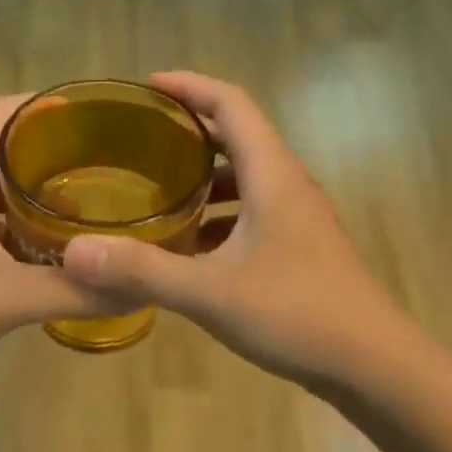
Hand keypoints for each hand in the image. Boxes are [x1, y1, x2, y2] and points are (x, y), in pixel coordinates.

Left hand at [0, 95, 129, 387]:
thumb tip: (138, 289)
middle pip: (1, 150)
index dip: (44, 105)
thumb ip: (73, 291)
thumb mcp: (7, 297)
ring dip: (32, 193)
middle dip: (49, 152)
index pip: (2, 114)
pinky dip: (16, 228)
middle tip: (101, 163)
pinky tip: (45, 253)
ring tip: (83, 205)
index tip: (91, 114)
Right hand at [61, 72, 403, 387]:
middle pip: (239, 135)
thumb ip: (143, 270)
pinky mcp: (302, 247)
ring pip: (247, 177)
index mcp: (272, 175)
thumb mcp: (211, 292)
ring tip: (159, 189)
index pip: (232, 104)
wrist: (375, 365)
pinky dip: (220, 214)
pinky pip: (254, 211)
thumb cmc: (298, 315)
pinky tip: (192, 246)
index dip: (190, 86)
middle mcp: (289, 185)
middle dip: (192, 129)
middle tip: (142, 138)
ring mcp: (300, 217)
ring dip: (206, 176)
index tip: (147, 86)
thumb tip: (76, 251)